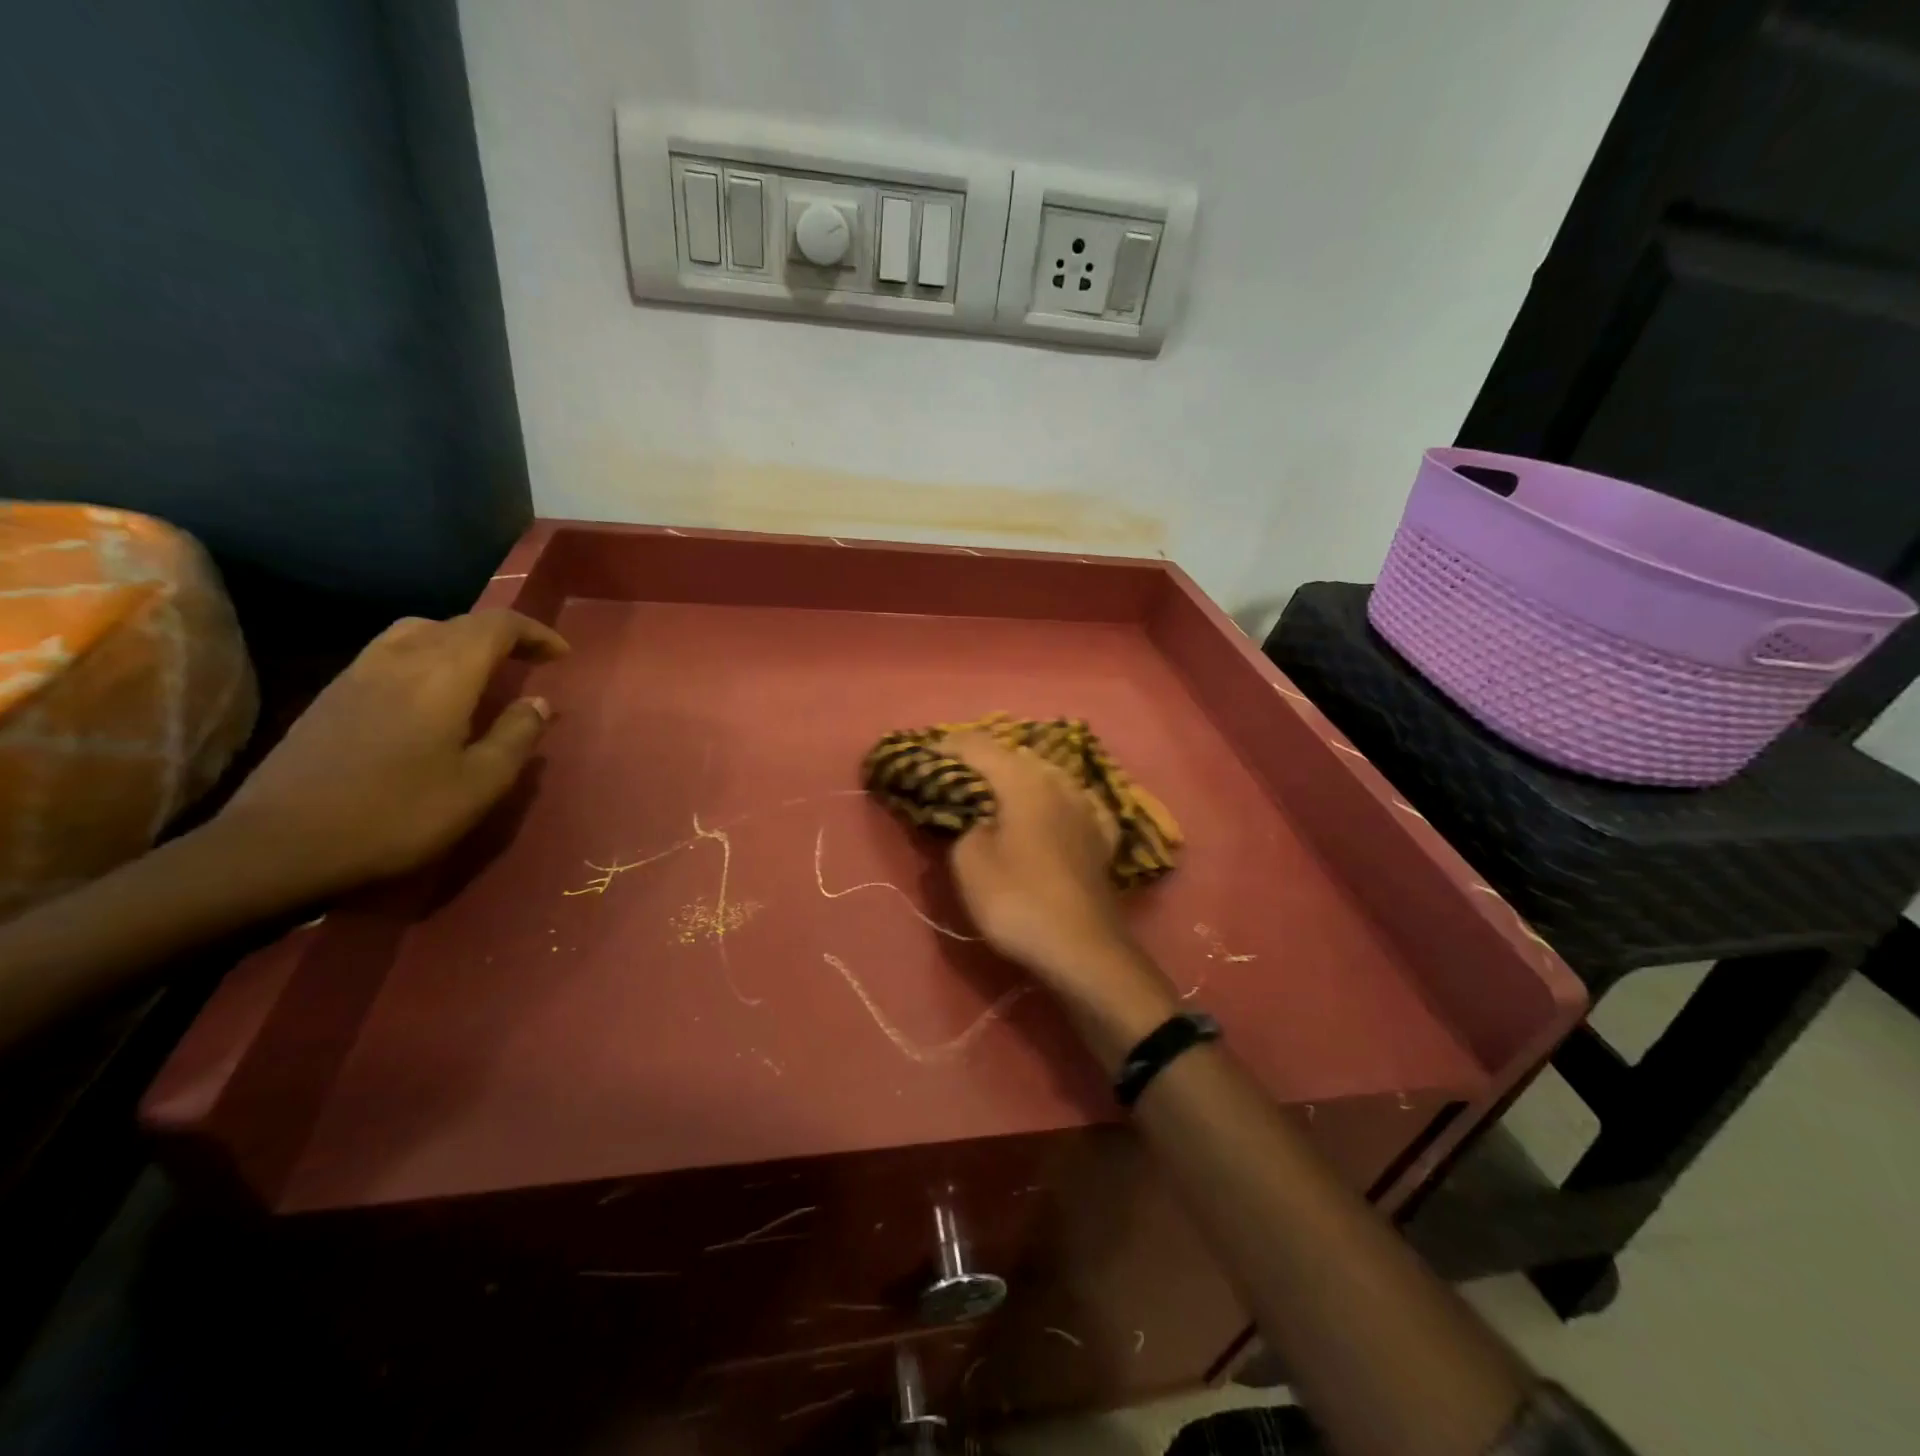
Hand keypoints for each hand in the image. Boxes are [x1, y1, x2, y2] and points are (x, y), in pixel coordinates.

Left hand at [214, 610, 568, 900]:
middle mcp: (400, 659)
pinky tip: (430, 693)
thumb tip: (538, 702)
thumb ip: (516, 736)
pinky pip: (391, 652)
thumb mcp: (479, 784)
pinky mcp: (332, 695)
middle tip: (530, 662)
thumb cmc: (397, 815)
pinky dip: (427, 656)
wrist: (279, 845)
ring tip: (482, 671)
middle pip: (458, 623)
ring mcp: (358, 674)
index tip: (561, 655)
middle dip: (502, 636)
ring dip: (460, 641)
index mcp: (443, 675)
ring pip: (419, 632)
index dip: (534, 632)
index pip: (496, 626)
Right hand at [942, 733, 1173, 1014]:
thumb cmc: (1018, 900)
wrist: (1084, 950)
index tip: (922, 758)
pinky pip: (1066, 803)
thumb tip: (972, 814)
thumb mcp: (969, 860)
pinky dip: (1045, 802)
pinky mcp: (1099, 835)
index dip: (945, 747)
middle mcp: (1058, 781)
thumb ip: (962, 822)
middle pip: (1013, 756)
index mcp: (1023, 779)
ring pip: (1043, 776)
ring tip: (991, 795)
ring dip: (1015, 779)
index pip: (976, 745)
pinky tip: (1041, 813)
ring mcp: (1086, 806)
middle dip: (981, 761)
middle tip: (952, 777)